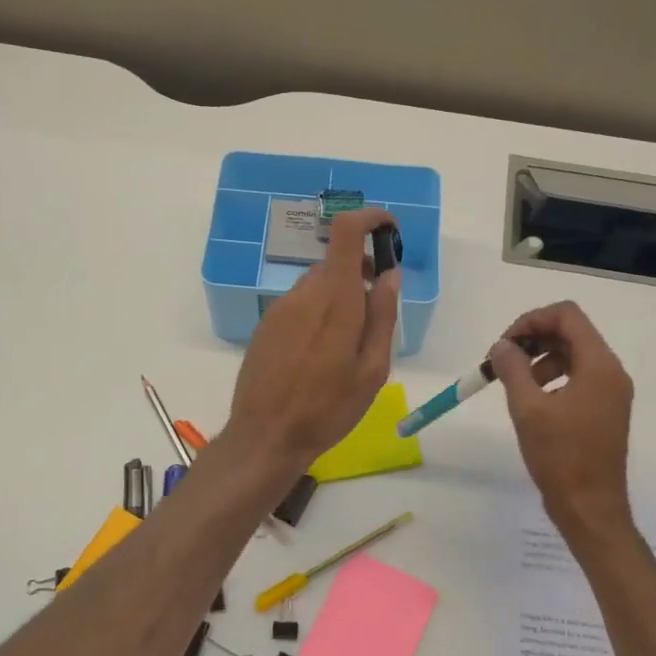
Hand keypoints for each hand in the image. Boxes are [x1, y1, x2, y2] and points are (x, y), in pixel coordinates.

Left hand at [225, 209, 399, 471]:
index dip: (369, 219)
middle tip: (378, 307)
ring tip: (350, 341)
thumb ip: (383, 316)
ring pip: (317, 284)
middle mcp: (303, 293)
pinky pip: (300, 303)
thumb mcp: (372, 369)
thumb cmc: (328, 408)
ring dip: (340, 294)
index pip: (345, 231)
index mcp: (334, 299)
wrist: (266, 436)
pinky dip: (319, 311)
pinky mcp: (266, 325)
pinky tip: (321, 351)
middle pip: (335, 261)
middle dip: (361, 271)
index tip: (389, 232)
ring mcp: (280, 308)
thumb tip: (389, 274)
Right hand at [489, 301, 633, 540]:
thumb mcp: (528, 408)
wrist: (590, 509)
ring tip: (513, 383)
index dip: (532, 320)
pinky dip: (551, 377)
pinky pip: (578, 377)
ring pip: (573, 354)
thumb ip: (513, 368)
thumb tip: (502, 346)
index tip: (505, 343)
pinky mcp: (604, 410)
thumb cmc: (561, 457)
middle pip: (571, 332)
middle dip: (533, 338)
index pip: (567, 315)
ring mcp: (610, 392)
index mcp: (599, 366)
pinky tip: (532, 399)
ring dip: (540, 358)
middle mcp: (611, 372)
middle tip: (503, 360)